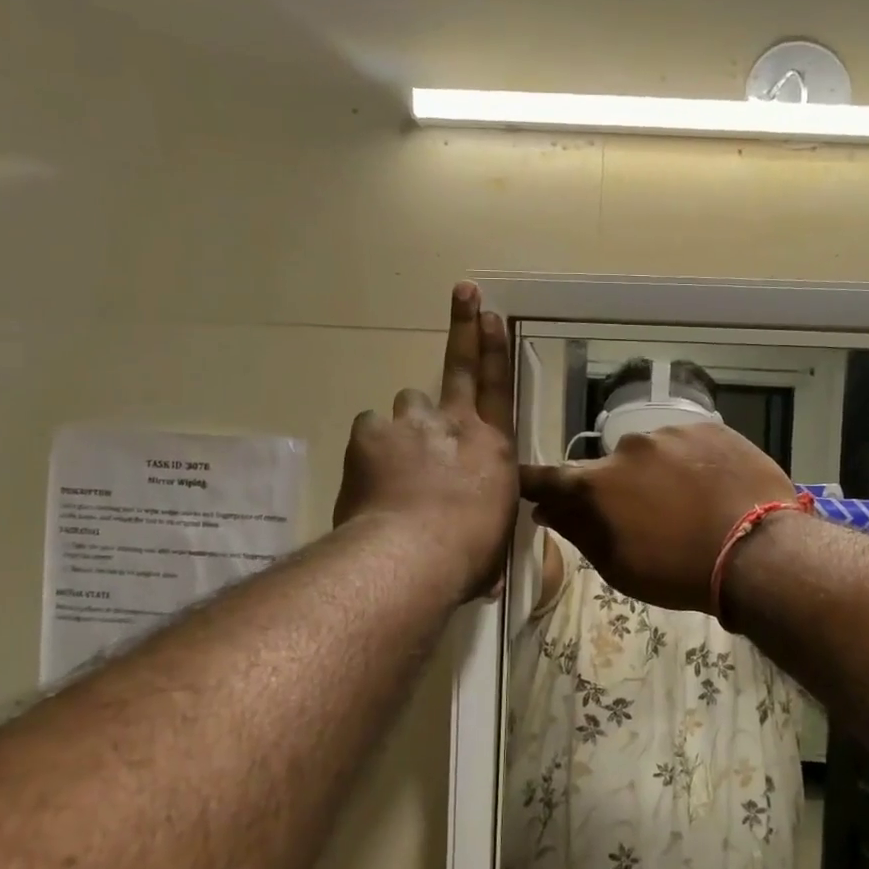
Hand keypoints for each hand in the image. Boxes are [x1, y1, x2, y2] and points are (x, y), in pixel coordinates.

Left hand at [333, 283, 516, 597]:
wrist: (412, 555)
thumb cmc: (469, 555)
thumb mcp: (495, 543)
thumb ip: (490, 530)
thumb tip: (499, 575)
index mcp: (492, 447)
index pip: (499, 387)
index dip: (496, 348)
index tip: (492, 314)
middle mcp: (453, 424)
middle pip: (458, 366)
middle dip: (465, 326)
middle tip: (464, 293)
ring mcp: (409, 424)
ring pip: (405, 407)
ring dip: (405, 425)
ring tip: (399, 460)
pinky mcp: (369, 436)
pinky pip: (369, 431)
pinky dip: (371, 447)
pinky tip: (370, 474)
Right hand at [520, 423, 795, 613]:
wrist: (758, 552)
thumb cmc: (681, 572)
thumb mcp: (620, 567)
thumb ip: (579, 532)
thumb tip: (547, 510)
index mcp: (598, 484)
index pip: (548, 477)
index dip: (534, 482)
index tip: (525, 485)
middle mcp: (628, 447)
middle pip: (611, 468)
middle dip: (618, 489)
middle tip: (647, 518)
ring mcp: (672, 432)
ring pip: (653, 454)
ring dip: (659, 475)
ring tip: (690, 505)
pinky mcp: (710, 428)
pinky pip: (688, 445)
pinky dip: (692, 464)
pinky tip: (713, 489)